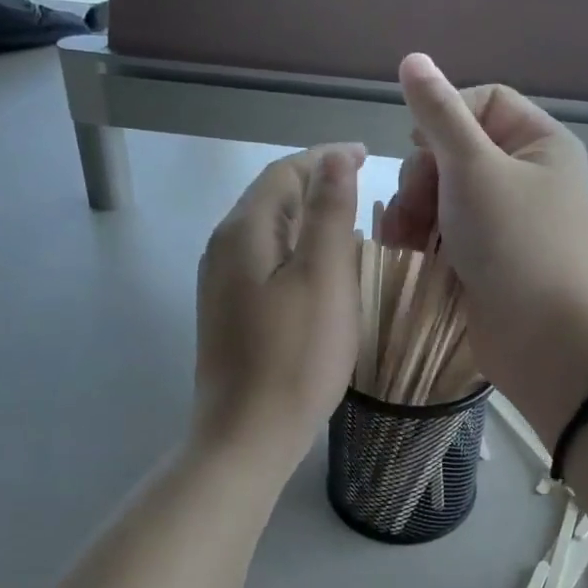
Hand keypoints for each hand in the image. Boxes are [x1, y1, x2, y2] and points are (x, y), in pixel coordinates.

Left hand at [193, 144, 364, 472]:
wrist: (247, 435)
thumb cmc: (295, 356)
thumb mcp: (323, 277)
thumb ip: (329, 213)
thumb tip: (334, 159)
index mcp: (244, 231)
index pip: (284, 172)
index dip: (325, 157)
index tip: (366, 153)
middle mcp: (223, 247)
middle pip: (271, 196)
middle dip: (314, 181)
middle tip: (361, 179)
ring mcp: (221, 281)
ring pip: (267, 228)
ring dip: (305, 213)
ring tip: (347, 214)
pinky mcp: (228, 310)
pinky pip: (264, 258)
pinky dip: (295, 245)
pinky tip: (319, 263)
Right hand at [383, 53, 587, 439]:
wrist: (539, 339)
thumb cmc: (513, 243)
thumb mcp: (472, 168)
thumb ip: (438, 114)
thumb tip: (413, 59)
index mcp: (541, 144)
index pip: (485, 101)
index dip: (445, 116)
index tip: (419, 146)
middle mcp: (527, 175)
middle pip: (456, 147)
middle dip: (425, 174)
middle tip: (416, 204)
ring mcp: (505, 218)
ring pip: (443, 189)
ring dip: (415, 206)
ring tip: (403, 237)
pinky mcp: (486, 253)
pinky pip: (445, 226)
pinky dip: (422, 233)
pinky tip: (404, 249)